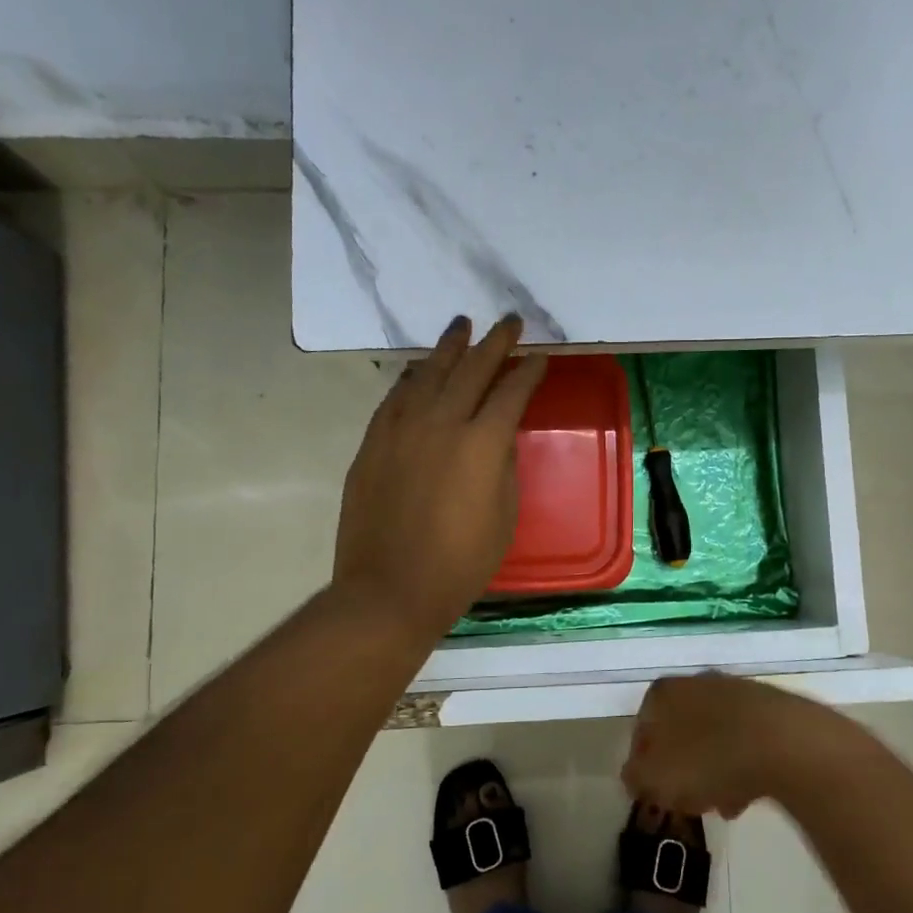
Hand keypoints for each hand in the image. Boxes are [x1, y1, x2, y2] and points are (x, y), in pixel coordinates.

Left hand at [334, 314, 547, 641]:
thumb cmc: (460, 563)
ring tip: (461, 326)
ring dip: (449, 348)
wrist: (390, 590)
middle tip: (509, 322)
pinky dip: (412, 378)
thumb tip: (497, 439)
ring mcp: (401, 429)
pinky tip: (419, 369)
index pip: (511, 393)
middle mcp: (441, 423)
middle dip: (495, 342)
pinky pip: (396, 397)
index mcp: (482, 443)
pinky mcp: (373, 443)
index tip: (539, 357)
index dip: (528, 372)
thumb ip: (503, 467)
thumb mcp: (503, 516)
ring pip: (429, 374)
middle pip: (472, 370)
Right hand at [622, 673, 822, 816]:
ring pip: (712, 739)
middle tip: (688, 800)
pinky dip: (741, 767)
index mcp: (662, 694)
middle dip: (682, 770)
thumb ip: (635, 777)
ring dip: (713, 772)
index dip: (644, 766)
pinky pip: (744, 742)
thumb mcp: (654, 778)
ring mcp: (734, 693)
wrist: (781, 742)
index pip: (641, 731)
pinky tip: (748, 796)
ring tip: (722, 805)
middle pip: (679, 733)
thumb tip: (635, 776)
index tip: (655, 793)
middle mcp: (695, 683)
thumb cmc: (706, 758)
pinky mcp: (769, 709)